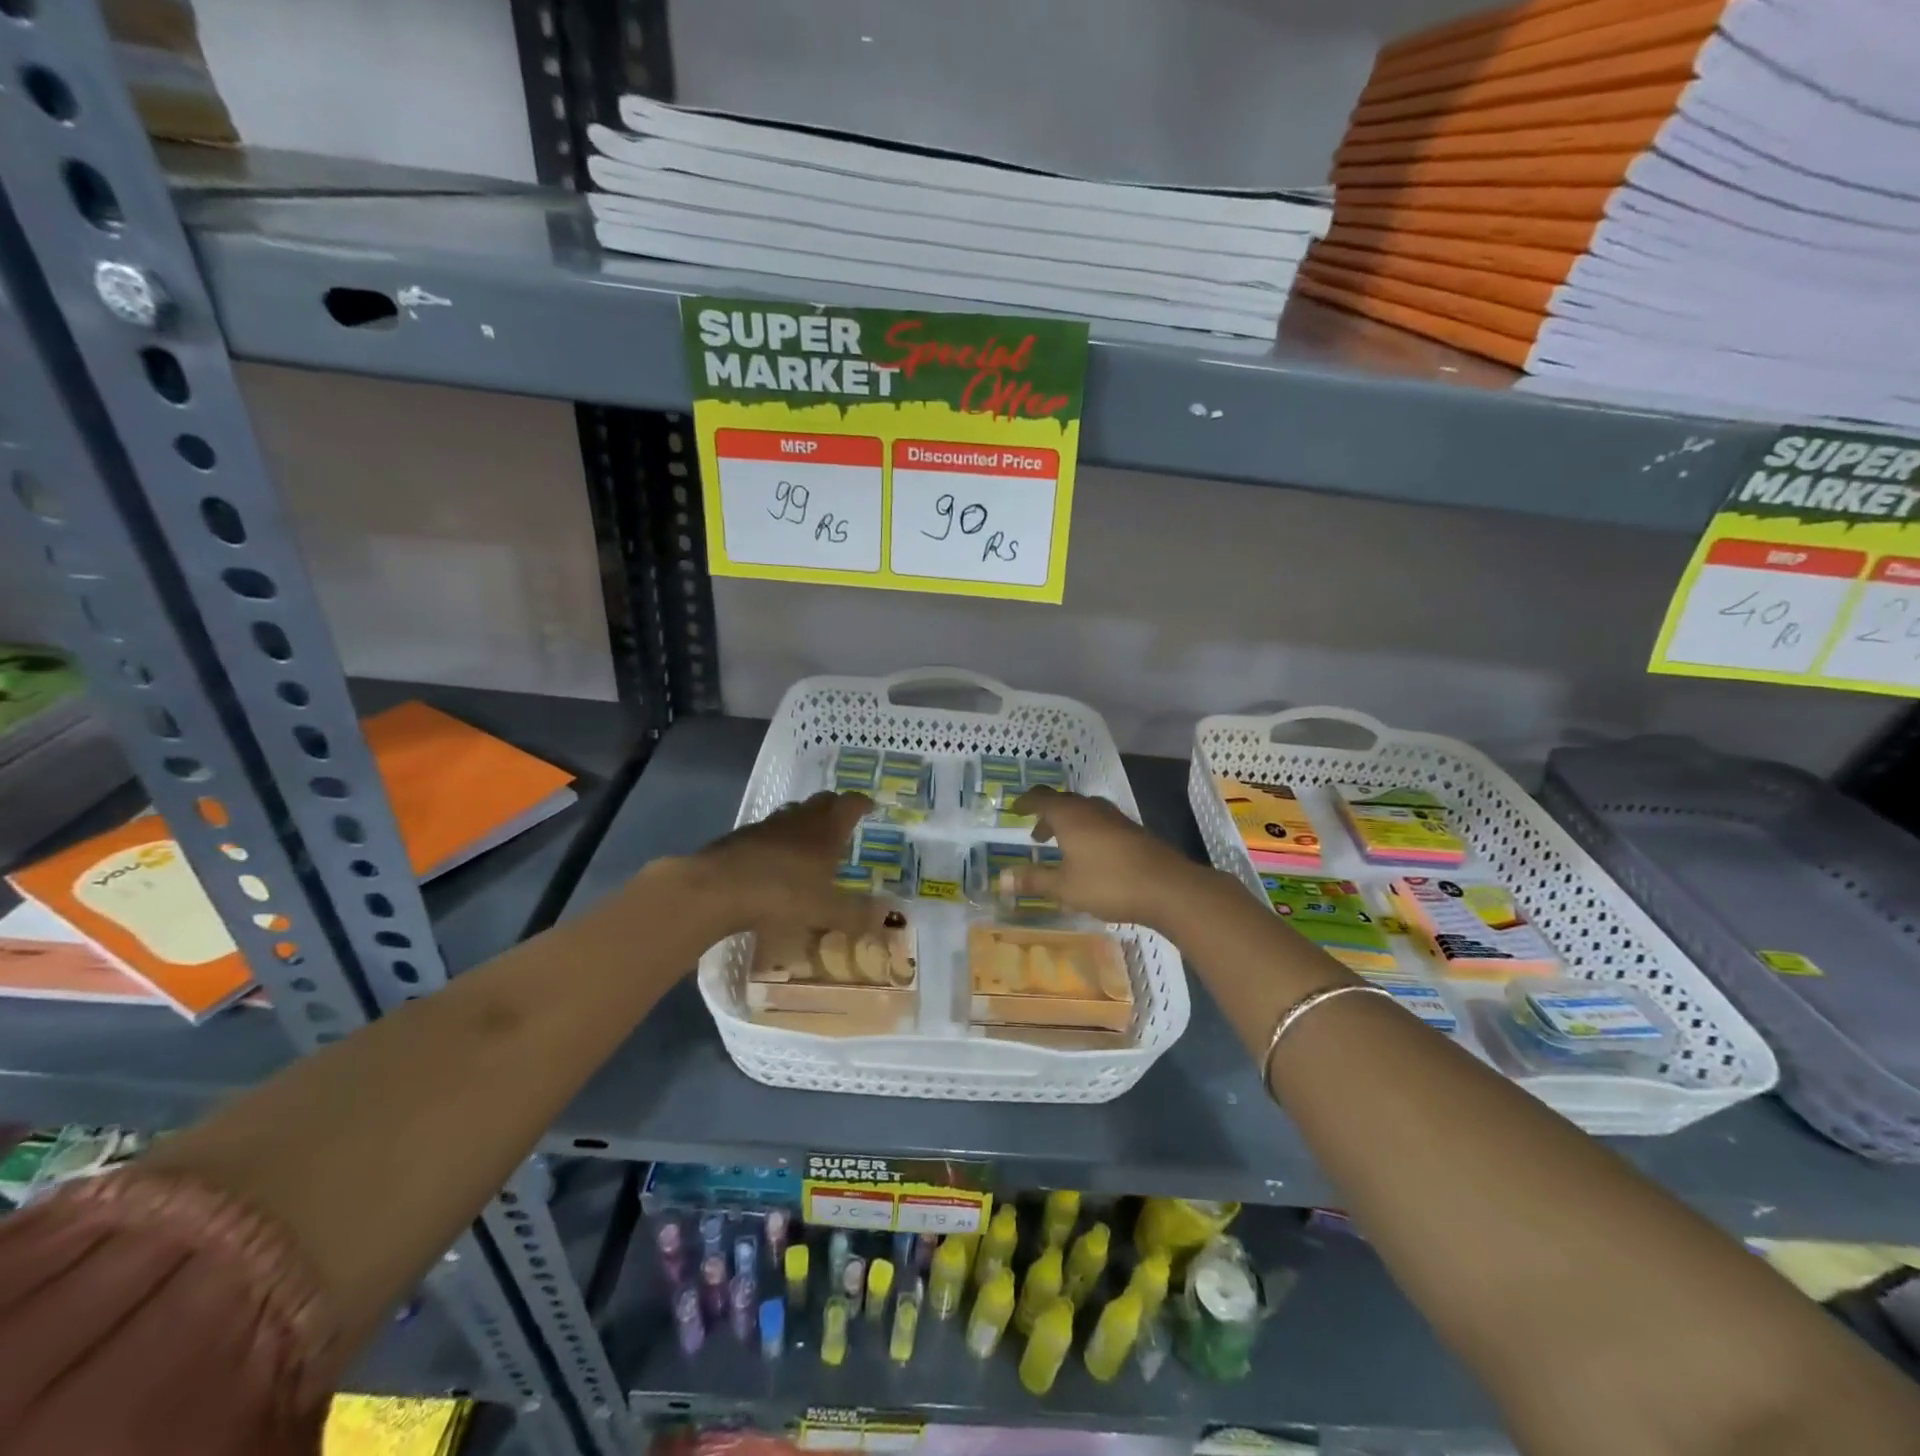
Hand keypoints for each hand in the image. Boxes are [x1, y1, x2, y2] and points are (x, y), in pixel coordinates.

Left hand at [683, 792, 887, 938]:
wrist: (716, 889)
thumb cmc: (781, 894)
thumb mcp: (825, 911)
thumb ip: (857, 915)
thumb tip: (888, 916)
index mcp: (825, 831)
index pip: (850, 804)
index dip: (862, 803)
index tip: (871, 807)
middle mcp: (799, 820)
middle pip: (822, 801)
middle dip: (835, 807)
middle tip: (843, 823)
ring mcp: (766, 826)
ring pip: (792, 813)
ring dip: (804, 821)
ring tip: (809, 842)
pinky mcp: (739, 837)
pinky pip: (766, 831)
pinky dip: (776, 840)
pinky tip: (772, 862)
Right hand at [1008, 787, 1208, 930]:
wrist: (1168, 887)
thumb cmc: (1108, 883)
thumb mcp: (1064, 887)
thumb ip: (1034, 880)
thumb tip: (1003, 878)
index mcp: (1070, 815)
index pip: (1041, 798)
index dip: (1026, 802)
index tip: (1014, 810)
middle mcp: (1091, 809)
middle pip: (1064, 802)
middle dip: (1047, 816)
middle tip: (1036, 835)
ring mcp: (1116, 818)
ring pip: (1085, 812)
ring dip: (1069, 824)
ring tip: (1062, 846)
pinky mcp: (1134, 832)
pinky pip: (1101, 824)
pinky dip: (1087, 833)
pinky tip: (1091, 857)